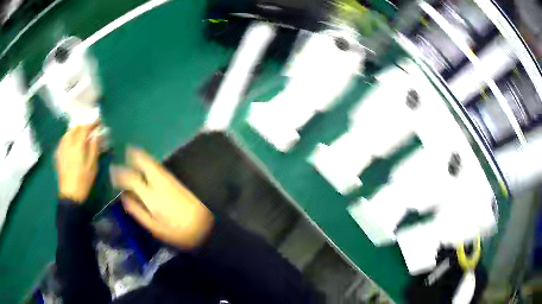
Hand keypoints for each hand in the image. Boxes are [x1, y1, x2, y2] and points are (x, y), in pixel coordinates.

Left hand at [55, 121, 102, 202]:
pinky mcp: (58, 153)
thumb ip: (94, 148)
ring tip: (81, 133)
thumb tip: (97, 134)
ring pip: (68, 132)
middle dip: (84, 125)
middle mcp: (68, 143)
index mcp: (78, 145)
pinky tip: (72, 141)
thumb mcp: (92, 166)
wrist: (69, 195)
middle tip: (90, 128)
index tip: (99, 121)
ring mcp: (62, 148)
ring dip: (76, 130)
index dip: (92, 123)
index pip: (85, 128)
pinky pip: (64, 139)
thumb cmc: (83, 181)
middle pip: (76, 128)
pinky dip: (69, 136)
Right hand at [111, 147, 213, 248]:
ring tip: (133, 152)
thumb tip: (124, 197)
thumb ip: (138, 211)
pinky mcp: (177, 182)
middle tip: (126, 151)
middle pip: (145, 163)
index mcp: (152, 196)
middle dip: (135, 155)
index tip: (113, 171)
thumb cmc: (177, 232)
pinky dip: (151, 163)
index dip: (120, 174)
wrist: (205, 227)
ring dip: (143, 156)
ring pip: (153, 163)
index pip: (132, 179)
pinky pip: (160, 168)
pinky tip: (148, 164)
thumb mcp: (154, 227)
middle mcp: (160, 183)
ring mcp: (170, 180)